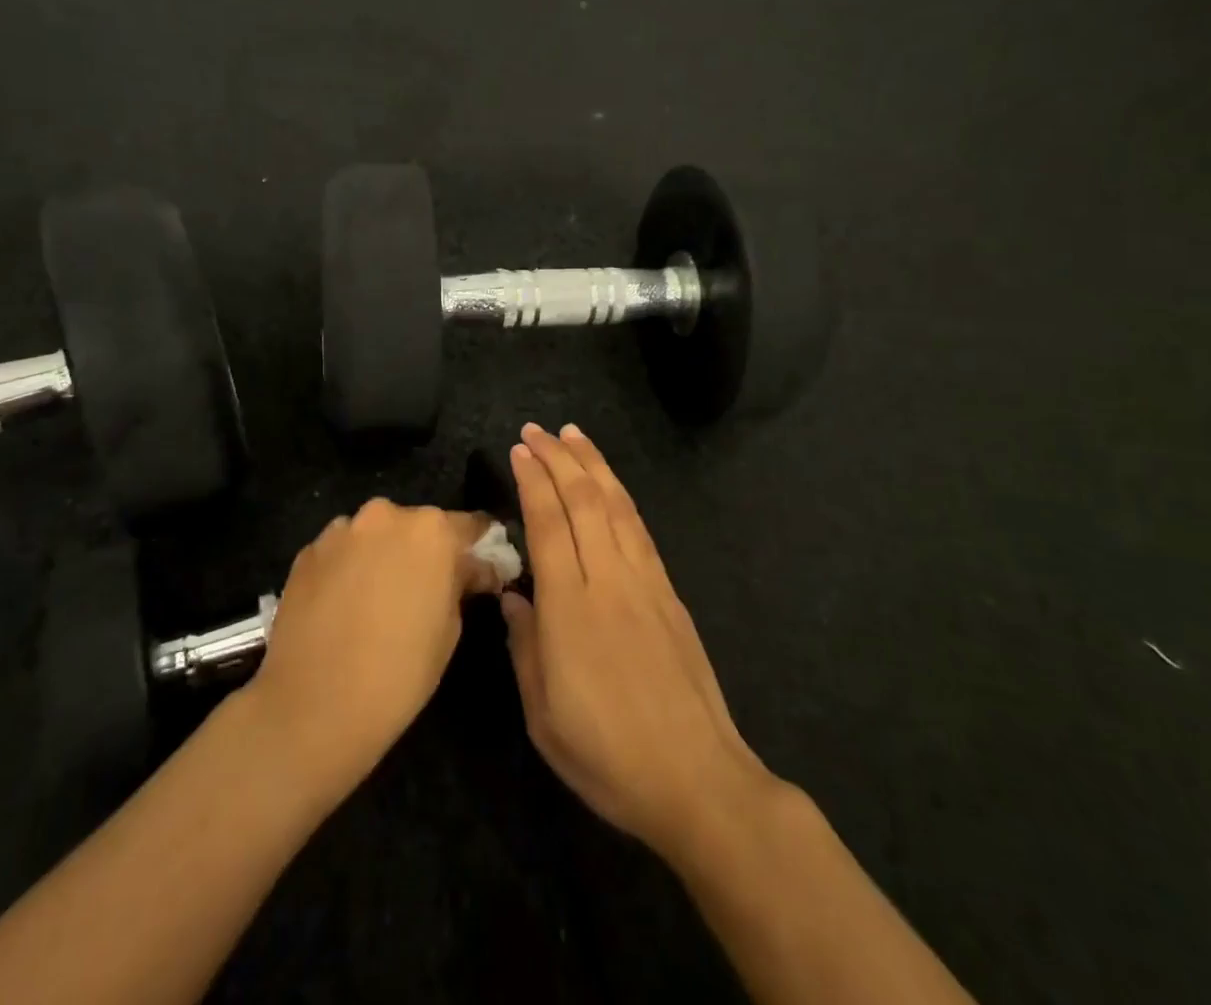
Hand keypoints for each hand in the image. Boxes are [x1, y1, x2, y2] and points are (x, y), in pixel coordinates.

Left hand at [246, 499, 501, 794]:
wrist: (313, 707)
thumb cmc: (399, 672)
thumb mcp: (450, 629)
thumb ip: (460, 584)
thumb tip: (470, 570)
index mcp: (431, 530)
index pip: (468, 525)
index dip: (477, 547)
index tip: (480, 568)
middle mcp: (384, 516)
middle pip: (416, 526)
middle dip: (423, 551)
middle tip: (423, 590)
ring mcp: (340, 530)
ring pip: (374, 536)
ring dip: (381, 556)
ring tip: (376, 601)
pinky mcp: (306, 552)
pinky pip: (340, 552)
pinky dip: (347, 569)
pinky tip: (343, 607)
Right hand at [502, 424, 783, 862]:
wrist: (697, 780)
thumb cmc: (608, 756)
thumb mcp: (543, 714)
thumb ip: (524, 646)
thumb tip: (513, 596)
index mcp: (570, 609)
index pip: (548, 524)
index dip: (532, 482)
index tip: (518, 451)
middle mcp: (608, 581)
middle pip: (583, 501)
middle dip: (558, 458)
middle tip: (536, 430)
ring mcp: (645, 583)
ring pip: (616, 506)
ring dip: (593, 465)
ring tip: (573, 435)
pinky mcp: (670, 594)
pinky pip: (640, 529)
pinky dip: (621, 496)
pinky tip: (611, 486)